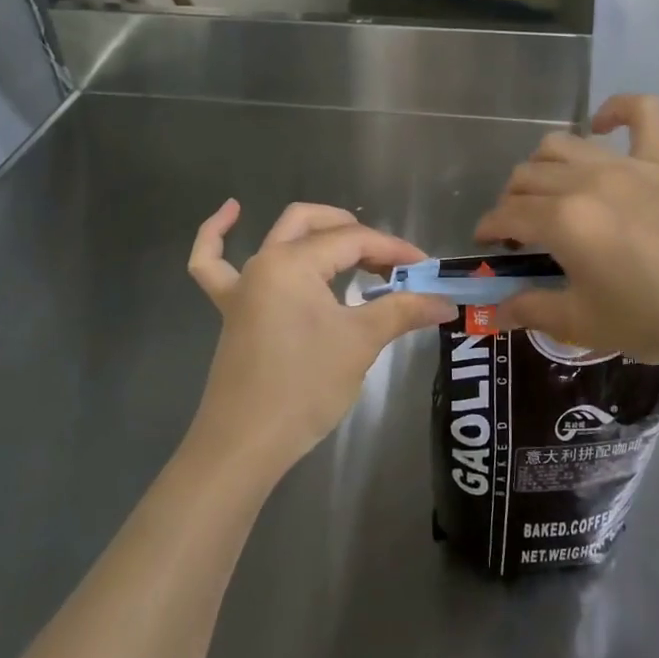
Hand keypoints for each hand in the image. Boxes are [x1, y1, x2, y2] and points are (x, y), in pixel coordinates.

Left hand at [187, 200, 455, 476]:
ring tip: (350, 243)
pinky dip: (218, 235)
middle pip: (316, 225)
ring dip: (315, 232)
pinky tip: (232, 212)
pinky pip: (212, 263)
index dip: (394, 249)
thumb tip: (446, 302)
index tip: (426, 269)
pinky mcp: (231, 310)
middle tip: (392, 263)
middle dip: (358, 235)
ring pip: (278, 236)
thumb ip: (402, 312)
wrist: (245, 445)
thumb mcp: (360, 343)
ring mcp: (242, 285)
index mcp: (294, 262)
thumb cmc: (304, 388)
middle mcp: (265, 262)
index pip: (354, 241)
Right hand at [474, 95, 658, 373]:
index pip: (507, 214)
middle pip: (527, 176)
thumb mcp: (585, 324)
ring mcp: (627, 164)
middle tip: (521, 233)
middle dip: (511, 202)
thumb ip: (532, 311)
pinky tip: (604, 124)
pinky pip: (642, 112)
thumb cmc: (656, 318)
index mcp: (563, 220)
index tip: (488, 246)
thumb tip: (494, 312)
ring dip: (543, 166)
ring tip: (551, 192)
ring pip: (563, 144)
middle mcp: (586, 180)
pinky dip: (617, 110)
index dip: (488, 229)